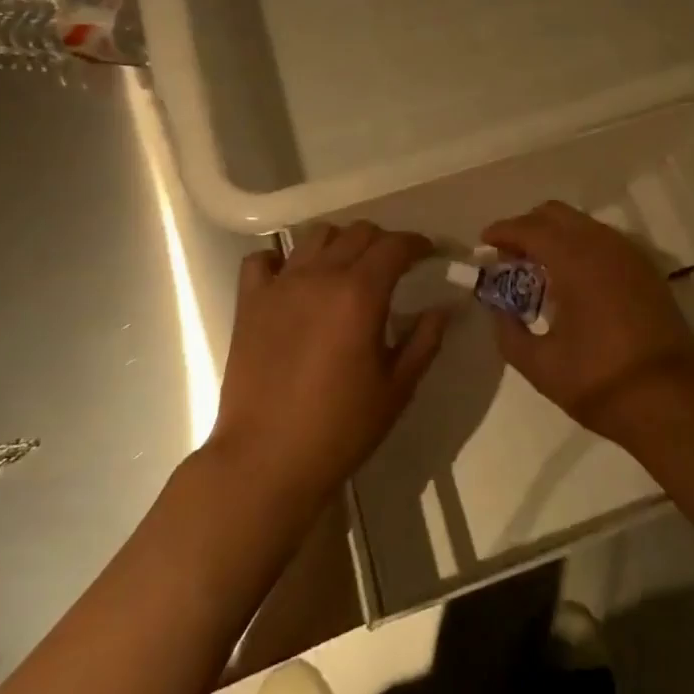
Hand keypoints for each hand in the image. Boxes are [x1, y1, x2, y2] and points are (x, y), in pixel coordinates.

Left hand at [209, 222, 445, 508]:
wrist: (266, 461)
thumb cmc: (340, 428)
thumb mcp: (397, 388)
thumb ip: (424, 340)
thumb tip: (443, 308)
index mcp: (361, 293)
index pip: (395, 245)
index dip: (417, 244)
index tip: (429, 253)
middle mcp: (321, 276)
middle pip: (358, 232)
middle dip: (383, 241)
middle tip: (393, 265)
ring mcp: (281, 285)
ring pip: (316, 236)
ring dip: (339, 243)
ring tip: (346, 268)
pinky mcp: (249, 302)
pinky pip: (263, 260)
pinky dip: (282, 260)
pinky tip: (293, 280)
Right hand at [482, 201, 693, 445]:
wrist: (674, 402)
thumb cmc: (602, 382)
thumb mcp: (542, 366)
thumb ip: (509, 333)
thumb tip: (498, 311)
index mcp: (575, 259)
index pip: (530, 228)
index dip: (503, 231)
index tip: (483, 243)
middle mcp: (603, 244)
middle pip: (556, 214)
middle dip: (527, 227)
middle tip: (508, 256)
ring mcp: (629, 254)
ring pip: (582, 224)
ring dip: (555, 236)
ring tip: (537, 270)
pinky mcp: (646, 270)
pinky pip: (603, 240)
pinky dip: (579, 247)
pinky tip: (571, 281)